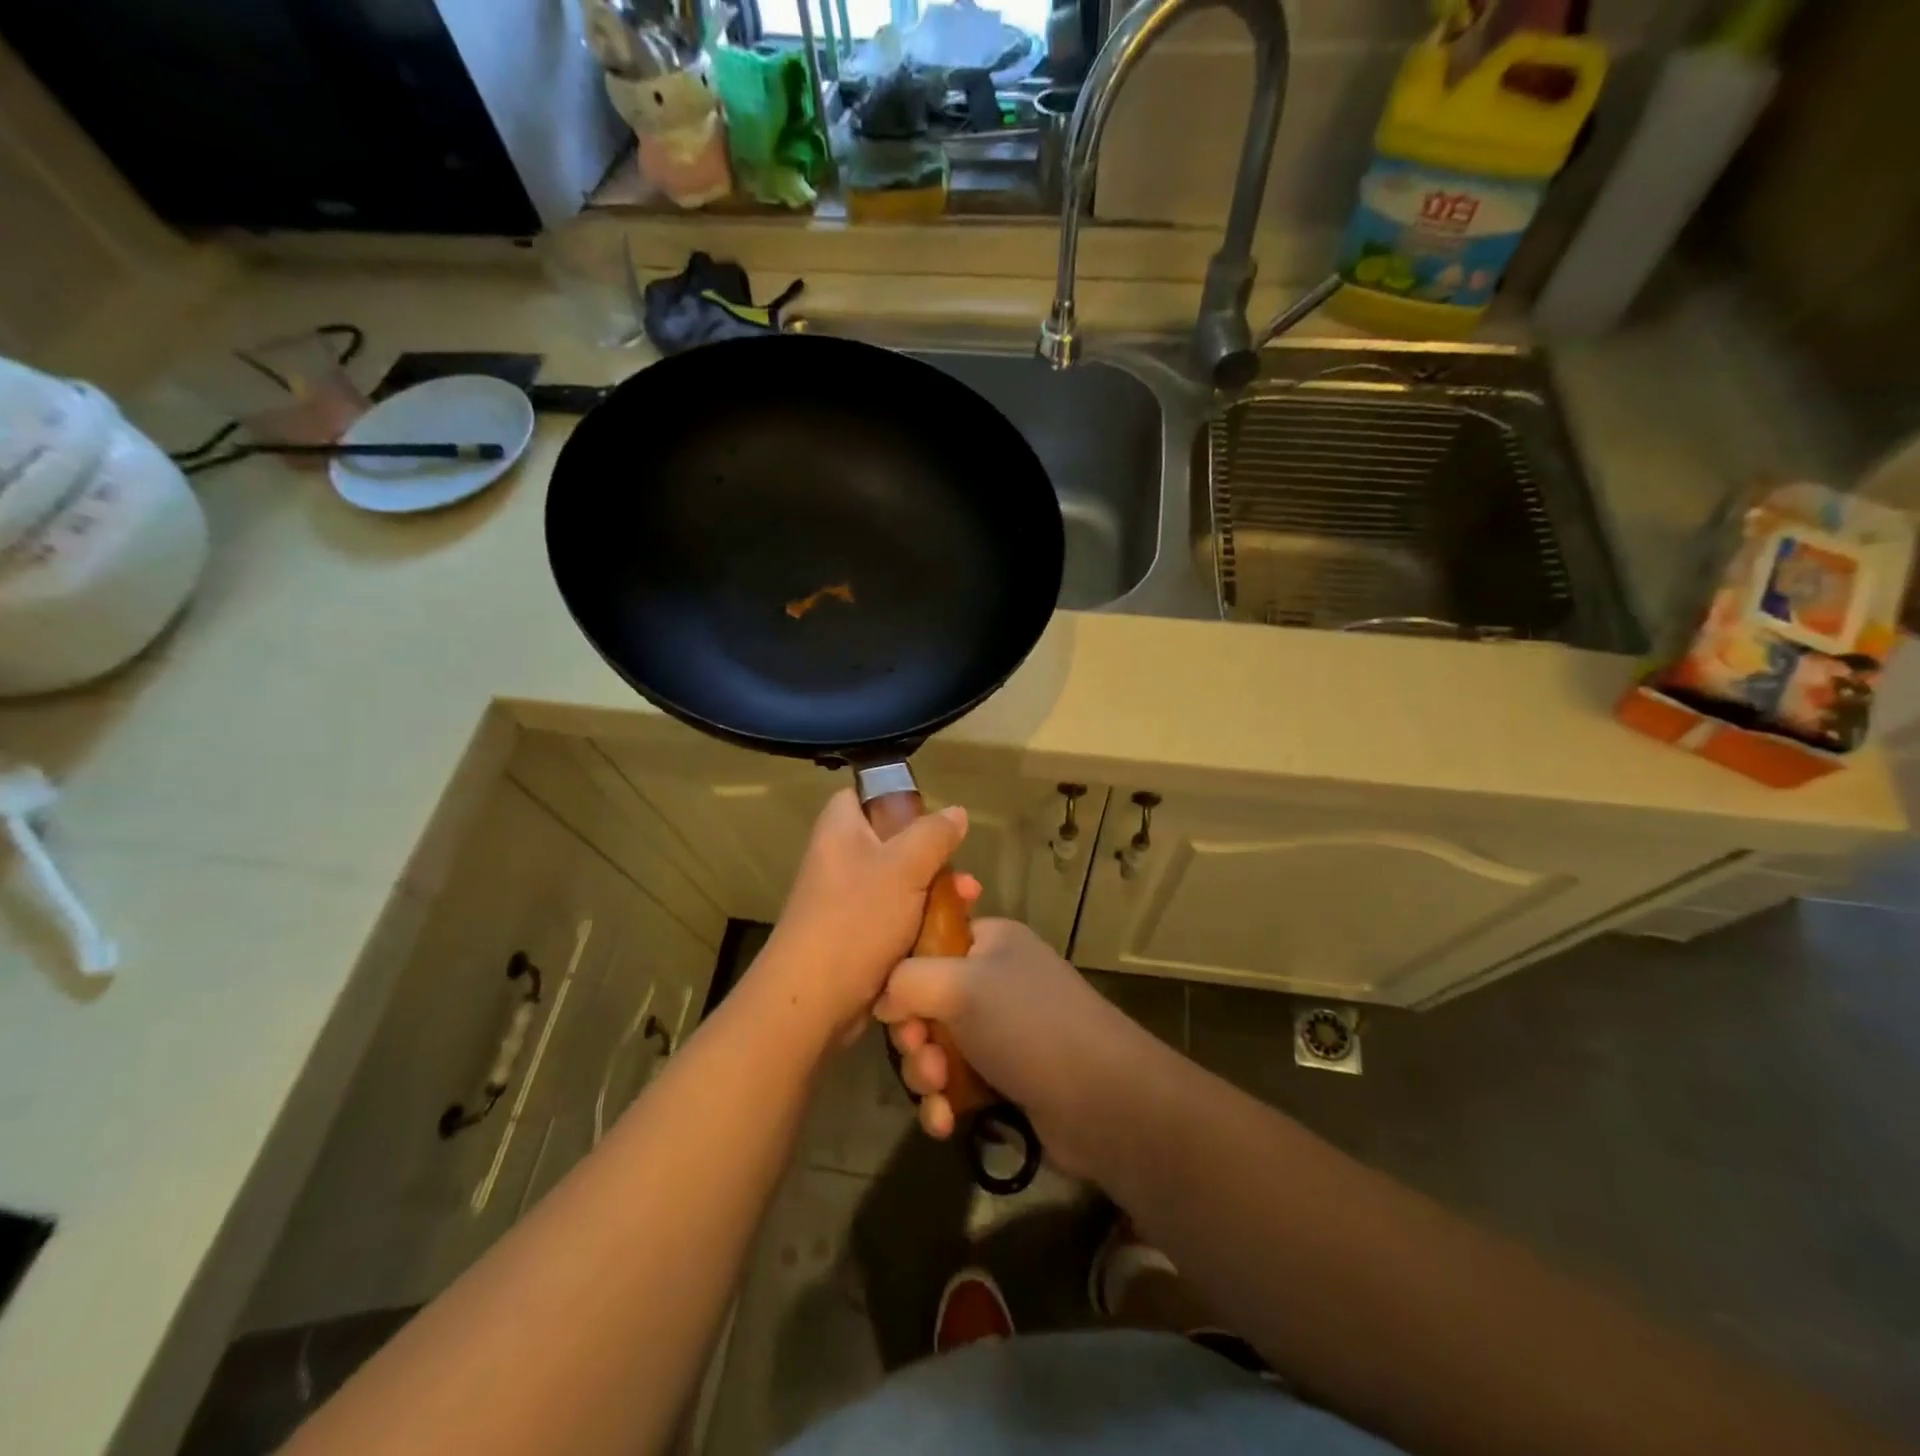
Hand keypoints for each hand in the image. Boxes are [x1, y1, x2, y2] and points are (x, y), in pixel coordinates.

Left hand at [752, 788, 975, 1050]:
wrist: (814, 1001)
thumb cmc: (856, 919)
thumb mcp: (905, 866)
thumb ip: (933, 834)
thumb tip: (956, 812)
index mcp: (840, 829)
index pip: (864, 794)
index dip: (898, 800)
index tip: (932, 818)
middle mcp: (840, 858)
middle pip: (893, 842)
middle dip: (934, 858)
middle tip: (964, 877)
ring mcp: (847, 900)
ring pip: (901, 884)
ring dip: (936, 893)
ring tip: (969, 904)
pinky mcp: (857, 935)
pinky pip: (896, 918)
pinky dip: (921, 922)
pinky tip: (951, 933)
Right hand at [873, 918, 1156, 1178]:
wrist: (1100, 1100)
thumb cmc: (1028, 1025)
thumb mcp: (960, 985)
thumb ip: (907, 980)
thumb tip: (884, 999)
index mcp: (990, 941)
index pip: (929, 942)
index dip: (904, 973)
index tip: (894, 1006)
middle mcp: (995, 980)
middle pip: (927, 1000)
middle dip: (915, 1035)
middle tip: (924, 1055)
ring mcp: (1002, 1031)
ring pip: (938, 1047)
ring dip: (926, 1073)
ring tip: (939, 1090)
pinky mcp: (1006, 1078)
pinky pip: (957, 1084)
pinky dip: (945, 1102)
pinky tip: (945, 1122)